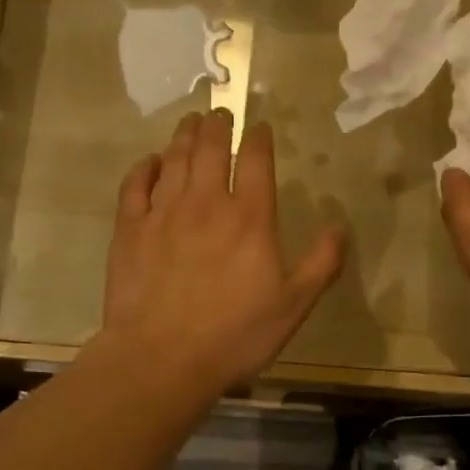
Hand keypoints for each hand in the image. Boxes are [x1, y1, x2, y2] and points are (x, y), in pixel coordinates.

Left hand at [102, 108, 347, 391]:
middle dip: (217, 125)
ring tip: (189, 121)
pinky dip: (144, 167)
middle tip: (219, 112)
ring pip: (174, 159)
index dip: (258, 138)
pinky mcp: (129, 229)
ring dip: (183, 135)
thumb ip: (321, 263)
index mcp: (249, 217)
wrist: (161, 358)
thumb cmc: (234, 335)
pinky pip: (135, 185)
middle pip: (210, 148)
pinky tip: (150, 161)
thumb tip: (339, 226)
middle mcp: (205, 202)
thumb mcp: (294, 305)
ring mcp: (163, 213)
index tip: (259, 127)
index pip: (255, 160)